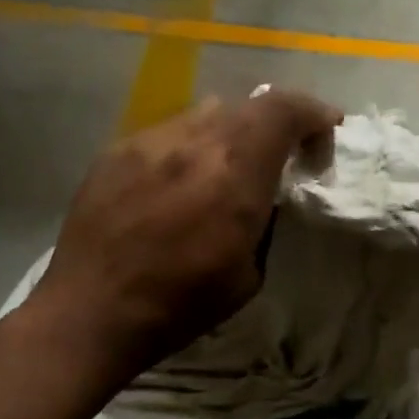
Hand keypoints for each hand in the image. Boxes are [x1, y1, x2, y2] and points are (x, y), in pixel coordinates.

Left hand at [27, 89, 341, 386]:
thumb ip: (263, 218)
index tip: (326, 132)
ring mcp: (149, 141)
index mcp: (234, 173)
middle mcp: (193, 142)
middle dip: (274, 125)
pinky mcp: (115, 151)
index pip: (284, 110)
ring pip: (205, 114)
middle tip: (278, 156)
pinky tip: (174, 183)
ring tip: (222, 168)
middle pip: (248, 106)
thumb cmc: (179, 304)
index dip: (314, 113)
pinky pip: (166, 133)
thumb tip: (265, 193)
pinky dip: (186, 148)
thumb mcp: (249, 273)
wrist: (92, 312)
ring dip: (228, 134)